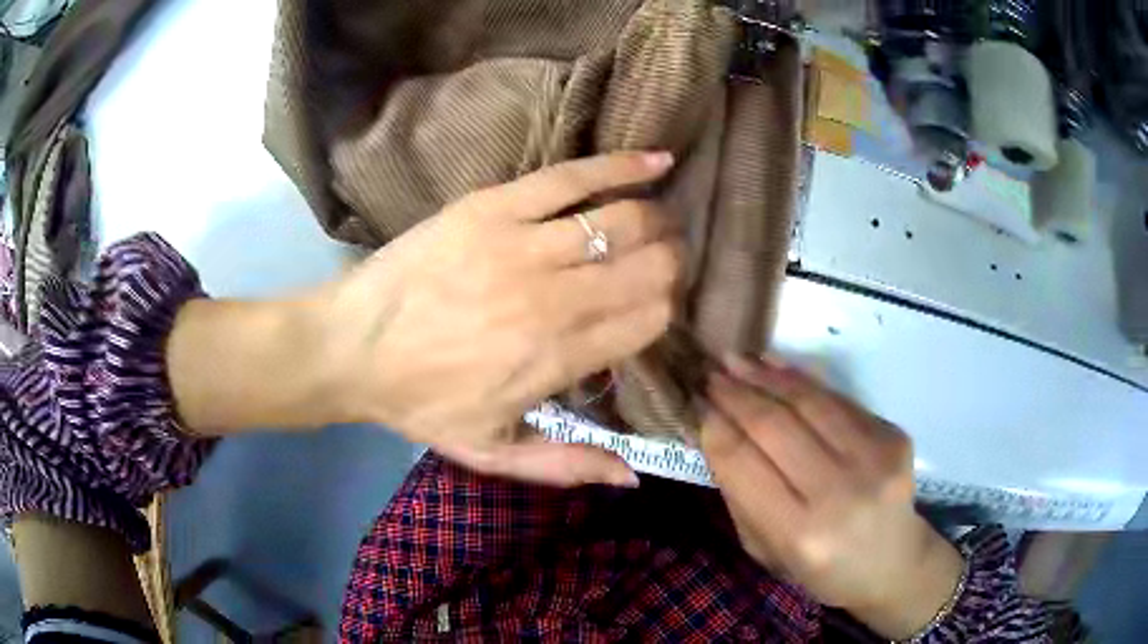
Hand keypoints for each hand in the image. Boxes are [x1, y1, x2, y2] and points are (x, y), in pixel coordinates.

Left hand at [319, 152, 681, 486]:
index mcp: (559, 359)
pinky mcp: (494, 207)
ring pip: (622, 221)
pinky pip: (572, 178)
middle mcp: (555, 300)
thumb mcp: (492, 453)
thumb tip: (634, 477)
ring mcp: (524, 246)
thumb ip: (567, 465)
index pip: (649, 321)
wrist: (352, 346)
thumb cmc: (420, 401)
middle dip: (673, 263)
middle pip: (647, 269)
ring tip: (664, 220)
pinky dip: (621, 166)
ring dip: (657, 220)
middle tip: (671, 260)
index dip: (667, 309)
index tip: (663, 304)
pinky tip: (659, 160)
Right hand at [699, 356, 963, 639]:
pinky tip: (776, 367)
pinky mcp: (893, 435)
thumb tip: (715, 430)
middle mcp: (839, 492)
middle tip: (709, 373)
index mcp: (800, 533)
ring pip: (809, 401)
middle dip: (735, 393)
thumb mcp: (765, 551)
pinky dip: (802, 379)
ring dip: (766, 375)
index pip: (743, 463)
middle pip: (775, 425)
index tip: (695, 403)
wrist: (892, 562)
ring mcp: (873, 458)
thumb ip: (741, 495)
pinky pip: (837, 400)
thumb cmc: (820, 569)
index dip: (715, 426)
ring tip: (736, 359)